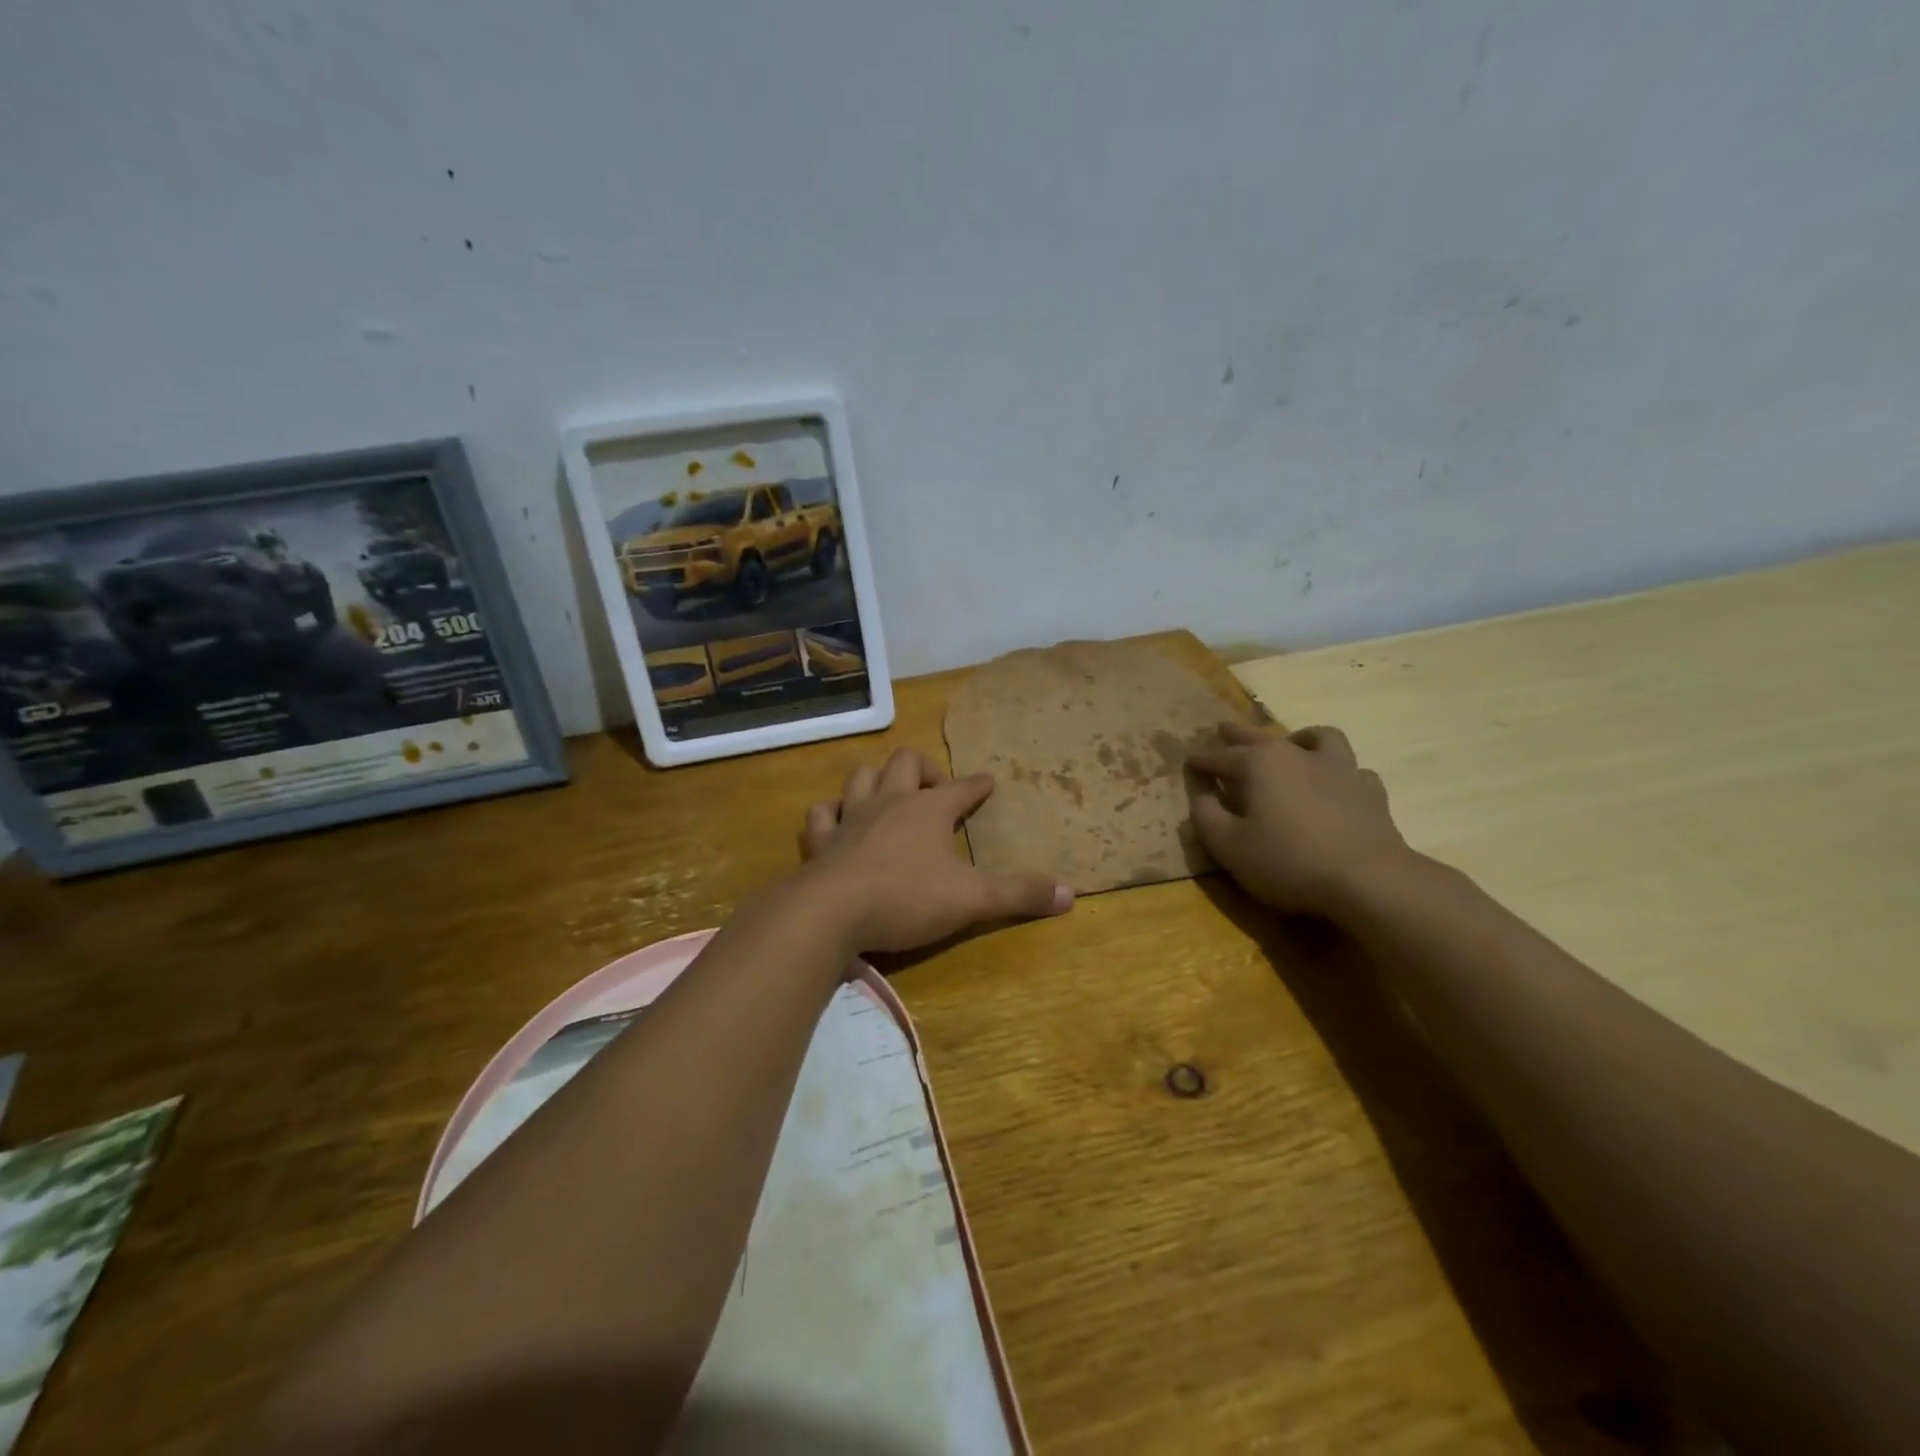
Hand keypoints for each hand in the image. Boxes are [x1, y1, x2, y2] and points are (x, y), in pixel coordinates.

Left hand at [799, 749, 1073, 952]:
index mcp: (929, 810)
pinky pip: (822, 814)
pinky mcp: (821, 841)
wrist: (833, 911)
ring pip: (861, 777)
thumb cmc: (908, 897)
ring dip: (876, 779)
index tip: (987, 781)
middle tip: (936, 787)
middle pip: (906, 763)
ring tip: (887, 793)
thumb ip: (1020, 894)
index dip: (977, 785)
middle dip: (924, 768)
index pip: (961, 788)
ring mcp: (851, 818)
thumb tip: (1070, 894)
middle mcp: (890, 802)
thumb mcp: (973, 899)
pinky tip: (836, 822)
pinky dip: (831, 814)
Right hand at [1187, 722, 1413, 918]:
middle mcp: (1297, 755)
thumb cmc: (1288, 861)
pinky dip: (1338, 772)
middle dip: (1237, 735)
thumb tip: (1200, 794)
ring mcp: (1339, 769)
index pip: (1220, 757)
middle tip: (1223, 729)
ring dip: (1299, 738)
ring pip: (1318, 738)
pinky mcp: (1369, 791)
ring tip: (1292, 745)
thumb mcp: (1229, 846)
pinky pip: (1352, 770)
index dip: (1201, 761)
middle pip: (1260, 738)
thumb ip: (1206, 816)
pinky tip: (1335, 784)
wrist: (1368, 880)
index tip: (1189, 762)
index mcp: (1259, 765)